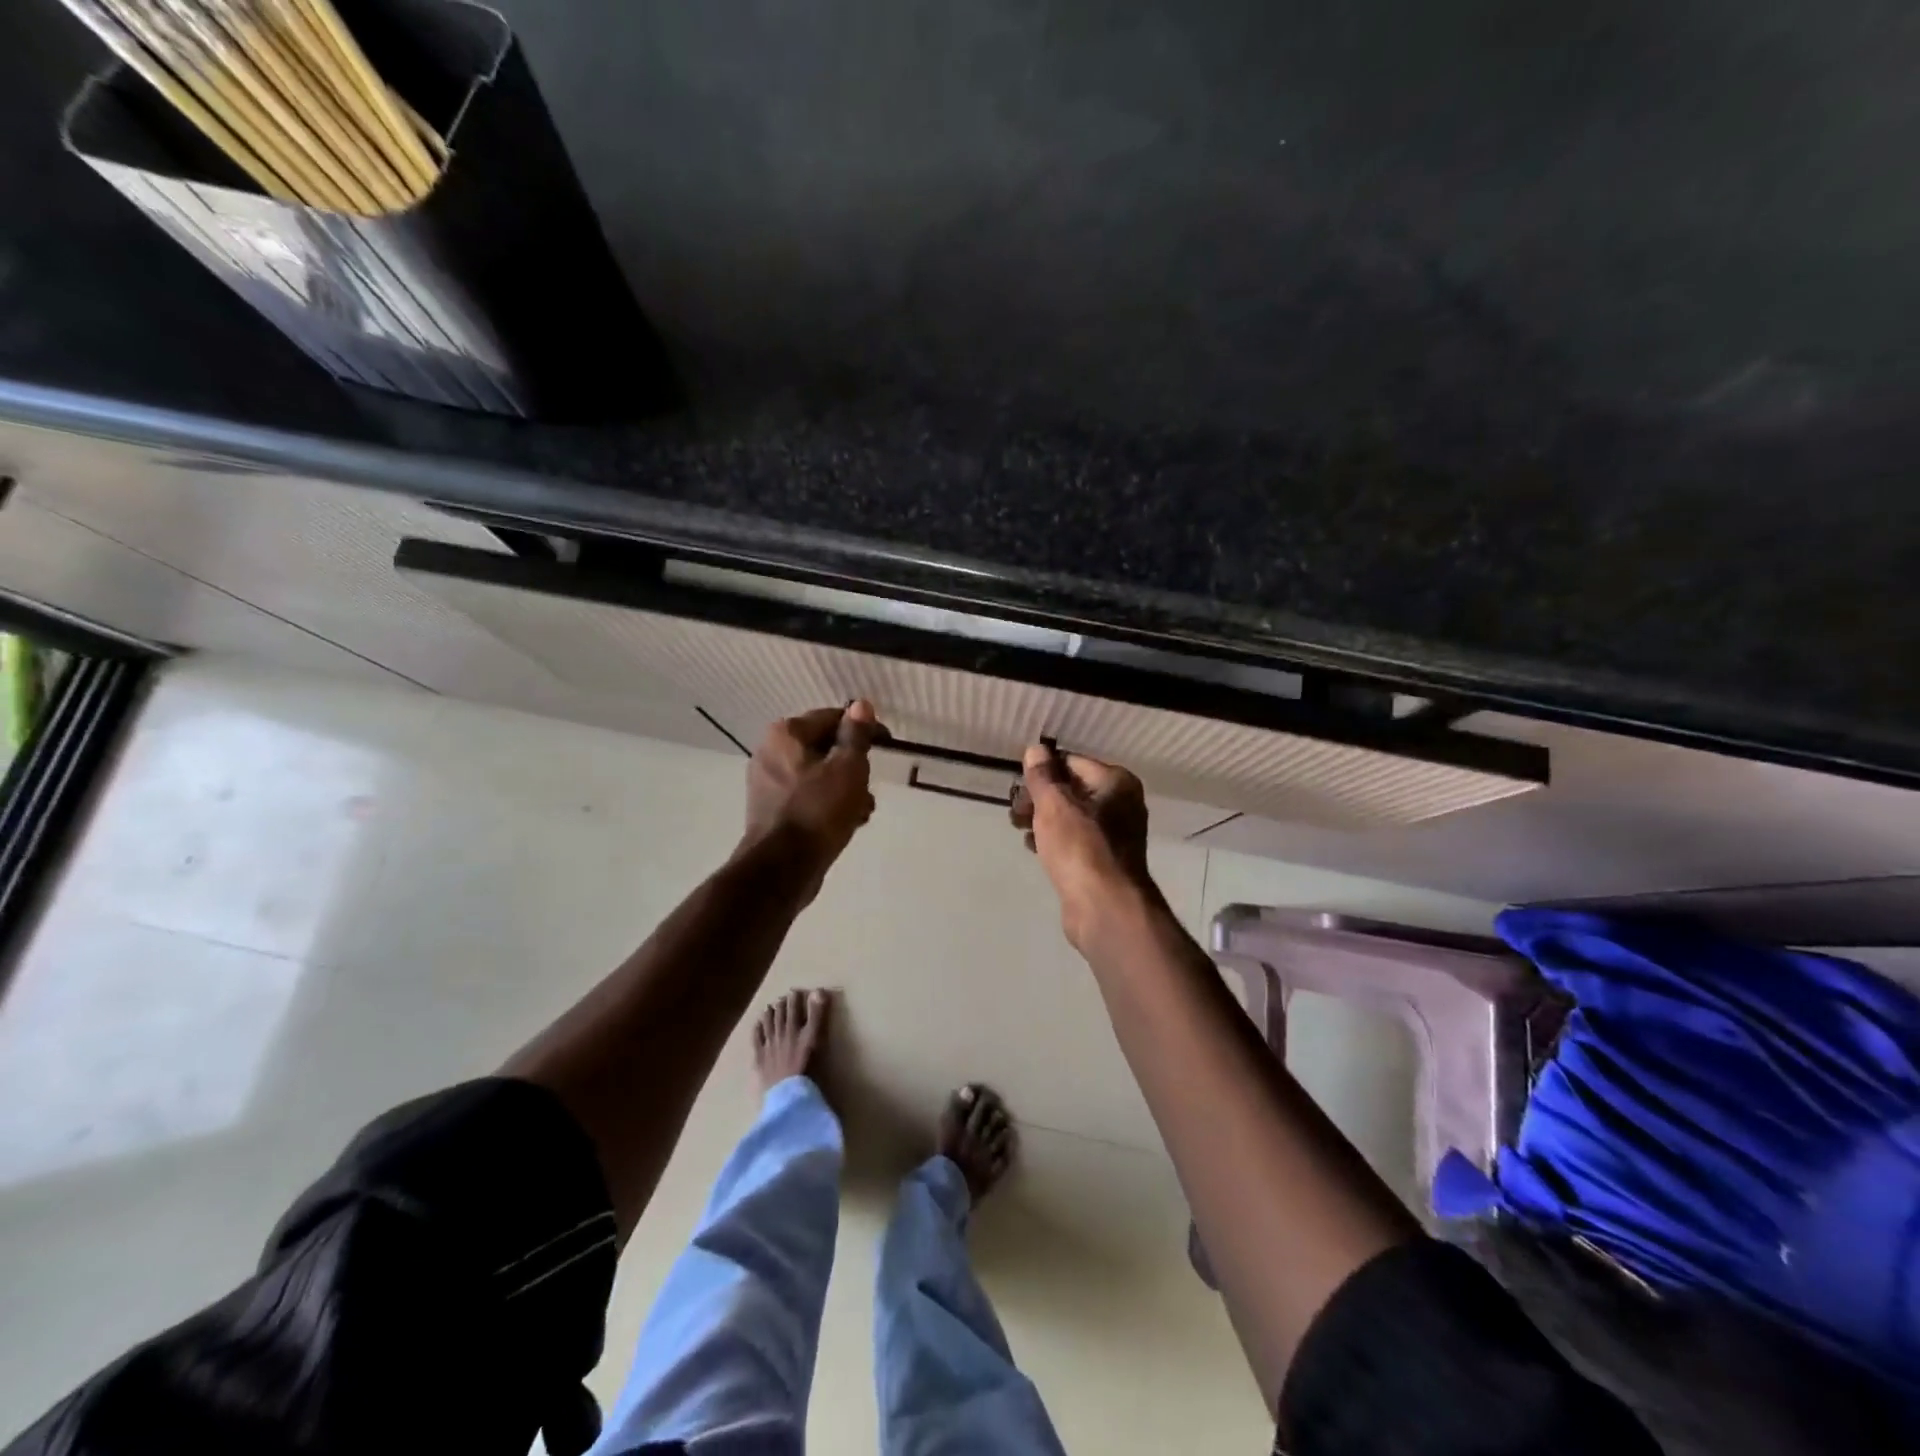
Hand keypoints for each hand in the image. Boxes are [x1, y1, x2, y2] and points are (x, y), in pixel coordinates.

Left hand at [741, 701, 882, 893]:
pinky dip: (828, 804)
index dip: (862, 729)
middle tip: (871, 783)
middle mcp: (770, 752)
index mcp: (785, 734)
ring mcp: (767, 783)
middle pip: (824, 748)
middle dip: (853, 765)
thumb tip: (861, 705)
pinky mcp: (771, 810)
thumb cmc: (818, 810)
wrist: (783, 868)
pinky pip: (807, 797)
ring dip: (845, 788)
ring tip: (863, 810)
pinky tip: (848, 823)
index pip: (832, 718)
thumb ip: (856, 735)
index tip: (886, 745)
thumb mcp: (848, 768)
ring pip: (818, 775)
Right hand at [1011, 744, 1154, 949]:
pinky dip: (1054, 840)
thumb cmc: (1080, 848)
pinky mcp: (1103, 861)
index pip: (1072, 762)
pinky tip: (1033, 847)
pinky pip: (1074, 840)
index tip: (1018, 785)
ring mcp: (1114, 834)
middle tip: (1015, 811)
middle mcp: (1121, 804)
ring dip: (1042, 819)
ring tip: (1018, 827)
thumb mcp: (1054, 805)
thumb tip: (1036, 749)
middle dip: (1039, 797)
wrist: (1104, 908)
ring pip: (1070, 816)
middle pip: (1071, 789)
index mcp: (1116, 783)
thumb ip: (1043, 776)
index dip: (1042, 771)